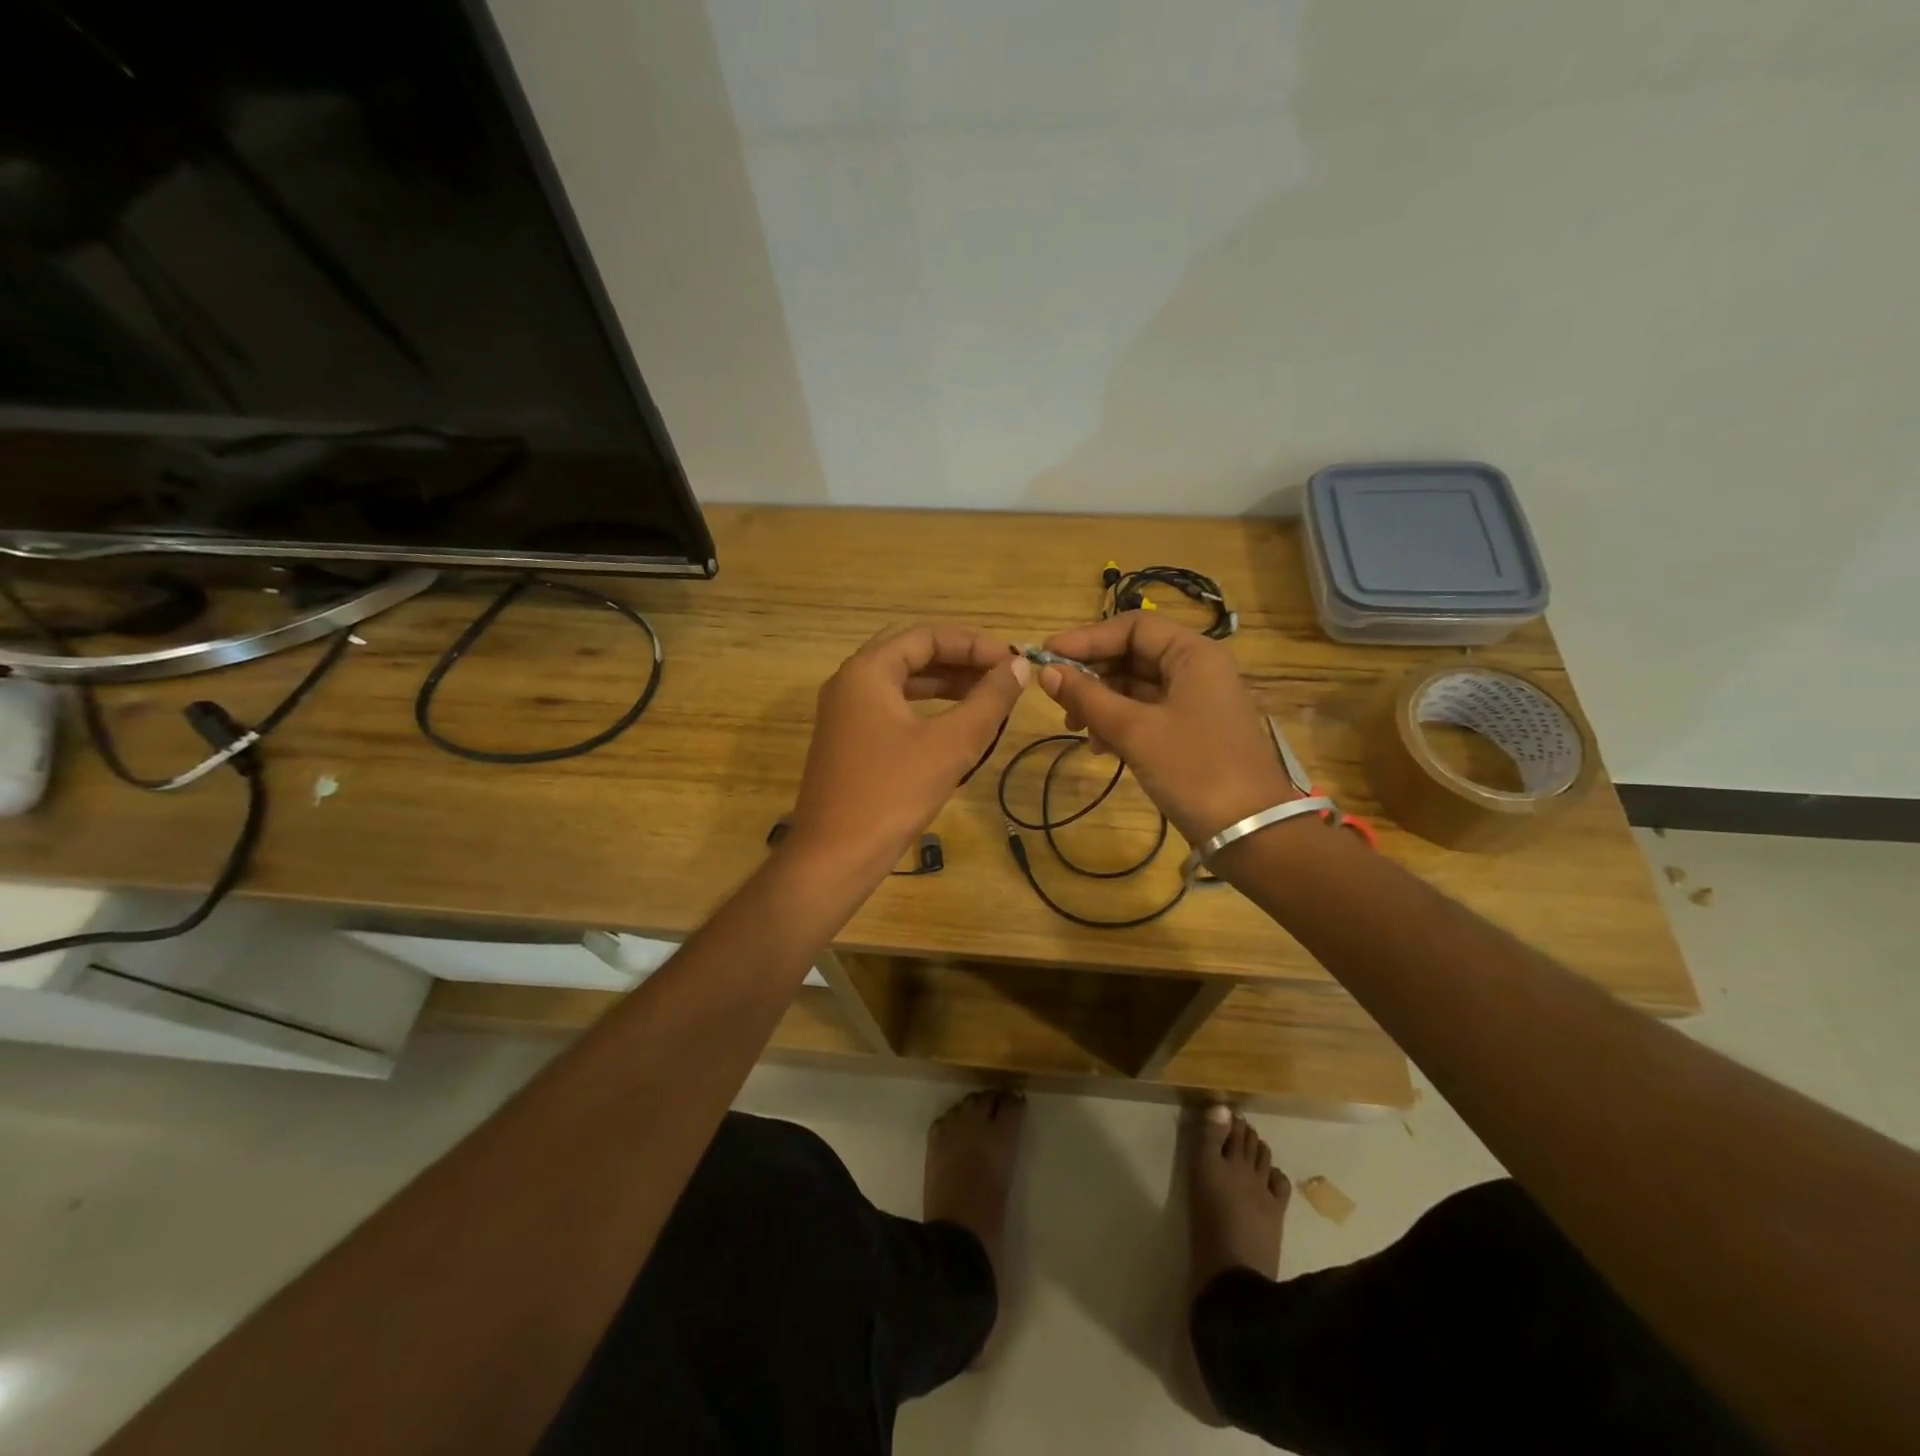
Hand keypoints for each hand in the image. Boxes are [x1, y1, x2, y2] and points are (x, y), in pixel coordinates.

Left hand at [788, 623, 1029, 882]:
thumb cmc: (893, 793)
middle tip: (1000, 674)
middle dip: (958, 659)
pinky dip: (925, 706)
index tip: (1011, 662)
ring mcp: (844, 712)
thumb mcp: (951, 744)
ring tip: (987, 695)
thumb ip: (988, 700)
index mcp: (867, 671)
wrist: (835, 855)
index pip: (925, 636)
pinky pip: (891, 707)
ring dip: (943, 683)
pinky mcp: (847, 740)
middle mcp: (849, 682)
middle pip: (910, 652)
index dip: (973, 643)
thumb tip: (1018, 667)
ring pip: (900, 681)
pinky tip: (954, 723)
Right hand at [1037, 614, 1297, 844]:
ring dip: (1102, 703)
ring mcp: (1196, 702)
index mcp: (1194, 655)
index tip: (1047, 657)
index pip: (1133, 628)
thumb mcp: (1135, 731)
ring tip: (1077, 729)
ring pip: (1137, 687)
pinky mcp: (1192, 732)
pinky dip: (1120, 724)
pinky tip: (1101, 748)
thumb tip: (1046, 673)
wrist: (1251, 831)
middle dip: (1093, 675)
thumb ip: (1088, 697)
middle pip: (1134, 655)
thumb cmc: (1194, 770)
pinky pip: (1147, 713)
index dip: (1087, 638)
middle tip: (1058, 699)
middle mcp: (1198, 670)